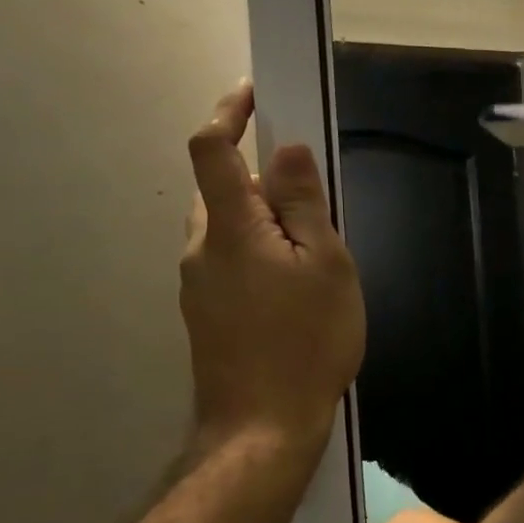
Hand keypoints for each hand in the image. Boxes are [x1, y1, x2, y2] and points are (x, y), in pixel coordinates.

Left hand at [180, 81, 365, 461]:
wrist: (263, 428)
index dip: (229, 113)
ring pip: (228, 229)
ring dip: (263, 221)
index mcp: (230, 229)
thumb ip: (304, 204)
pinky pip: (230, 261)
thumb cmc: (306, 341)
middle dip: (262, 180)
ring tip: (314, 256)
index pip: (211, 150)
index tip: (255, 94)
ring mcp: (197, 284)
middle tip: (315, 205)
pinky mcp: (205, 313)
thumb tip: (287, 150)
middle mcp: (201, 248)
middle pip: (222, 190)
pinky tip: (295, 291)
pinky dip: (258, 253)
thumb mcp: (326, 266)